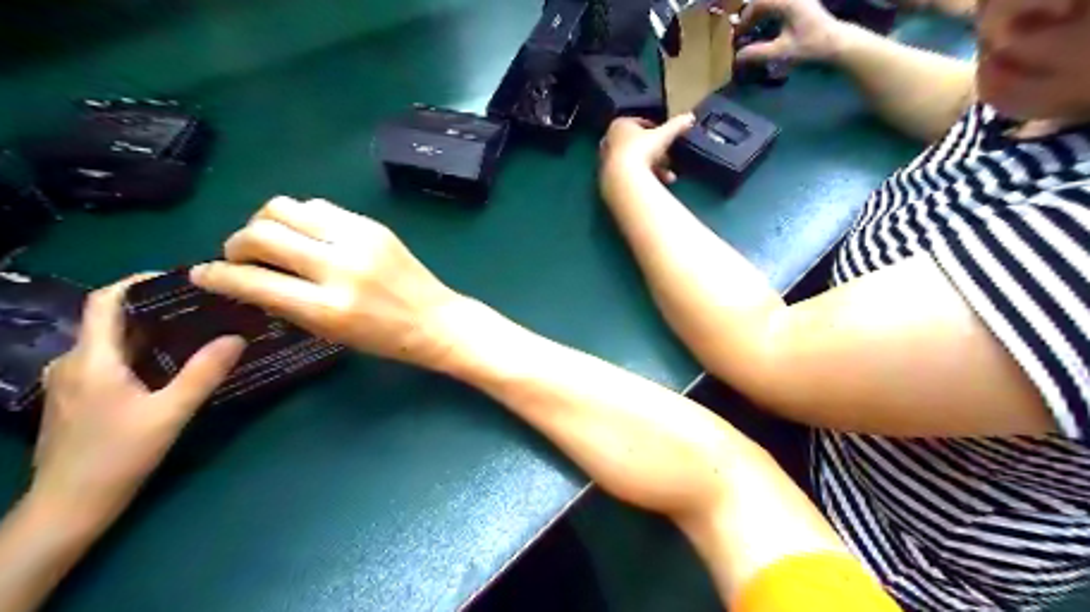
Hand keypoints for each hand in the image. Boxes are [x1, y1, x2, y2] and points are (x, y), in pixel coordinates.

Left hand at [30, 277, 243, 524]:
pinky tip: (170, 365)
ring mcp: (71, 382)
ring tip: (195, 332)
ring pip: (112, 342)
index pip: (105, 301)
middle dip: (157, 308)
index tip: (180, 279)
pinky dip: (141, 352)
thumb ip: (204, 373)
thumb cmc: (117, 457)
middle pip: (112, 320)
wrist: (68, 508)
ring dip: (151, 332)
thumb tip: (237, 337)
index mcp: (91, 359)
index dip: (138, 282)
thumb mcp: (170, 413)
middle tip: (203, 307)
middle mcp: (73, 363)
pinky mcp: (77, 399)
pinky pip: (110, 361)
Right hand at [191, 195, 463, 366]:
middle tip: (239, 257)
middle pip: (261, 233)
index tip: (203, 274)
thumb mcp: (329, 333)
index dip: (217, 276)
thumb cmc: (383, 338)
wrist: (435, 319)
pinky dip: (298, 217)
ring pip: (284, 207)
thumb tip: (243, 281)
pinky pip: (318, 206)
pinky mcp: (371, 224)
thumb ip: (285, 304)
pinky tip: (303, 234)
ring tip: (269, 241)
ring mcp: (358, 239)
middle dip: (235, 243)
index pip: (252, 280)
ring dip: (263, 222)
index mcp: (327, 307)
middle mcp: (339, 266)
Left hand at [601, 116, 692, 189]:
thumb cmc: (642, 150)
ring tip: (668, 177)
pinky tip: (656, 185)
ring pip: (634, 162)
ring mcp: (606, 161)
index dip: (655, 131)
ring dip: (653, 168)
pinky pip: (629, 175)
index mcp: (620, 125)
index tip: (666, 139)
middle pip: (637, 145)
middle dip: (655, 154)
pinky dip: (642, 178)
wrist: (623, 179)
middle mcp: (609, 140)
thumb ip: (676, 125)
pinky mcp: (607, 178)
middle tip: (668, 160)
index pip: (639, 124)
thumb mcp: (664, 136)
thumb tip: (690, 116)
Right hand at [736, 1, 844, 63]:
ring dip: (760, 14)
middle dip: (751, 15)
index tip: (739, 33)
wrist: (837, 43)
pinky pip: (781, 5)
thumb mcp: (780, 52)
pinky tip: (767, 28)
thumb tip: (737, 57)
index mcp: (787, 2)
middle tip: (743, 32)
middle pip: (765, 1)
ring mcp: (799, 0)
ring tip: (753, 30)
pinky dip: (770, 14)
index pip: (758, 3)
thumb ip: (757, 53)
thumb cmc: (809, 46)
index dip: (745, 18)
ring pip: (772, 3)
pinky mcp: (803, 5)